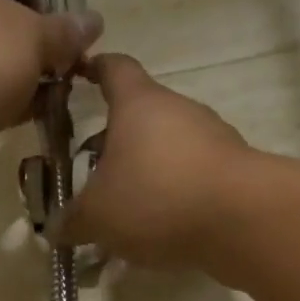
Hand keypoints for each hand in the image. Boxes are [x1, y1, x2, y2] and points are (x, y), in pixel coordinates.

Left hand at [0, 0, 102, 187]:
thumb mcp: (36, 37)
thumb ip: (66, 32)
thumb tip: (93, 22)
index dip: (45, 2)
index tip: (68, 32)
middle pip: (2, 25)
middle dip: (37, 48)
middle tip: (66, 69)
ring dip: (22, 80)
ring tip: (54, 98)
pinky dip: (1, 104)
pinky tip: (27, 117)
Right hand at [54, 54, 251, 269]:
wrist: (243, 221)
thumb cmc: (156, 198)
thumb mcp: (96, 216)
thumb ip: (71, 221)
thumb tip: (56, 229)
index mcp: (139, 104)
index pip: (114, 68)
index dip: (94, 69)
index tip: (79, 74)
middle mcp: (178, 111)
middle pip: (140, 116)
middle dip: (113, 143)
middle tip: (89, 172)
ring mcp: (212, 138)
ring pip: (166, 150)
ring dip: (143, 173)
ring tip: (122, 213)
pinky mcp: (233, 171)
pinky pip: (190, 178)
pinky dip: (171, 197)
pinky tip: (157, 232)